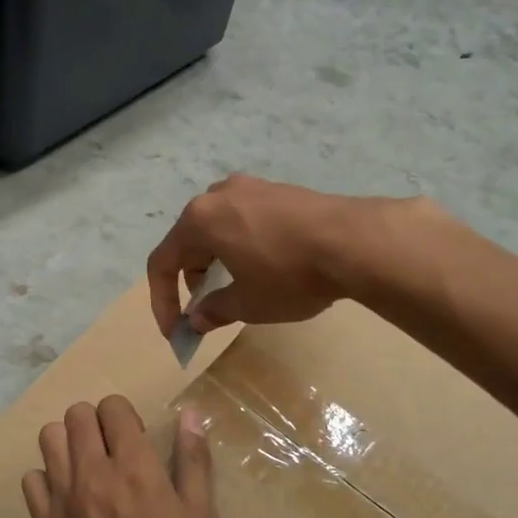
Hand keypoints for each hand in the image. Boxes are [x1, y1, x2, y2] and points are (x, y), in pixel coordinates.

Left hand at [22, 397, 226, 517]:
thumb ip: (194, 464)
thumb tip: (191, 414)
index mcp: (134, 469)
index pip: (113, 408)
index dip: (126, 416)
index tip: (139, 438)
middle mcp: (90, 476)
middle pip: (76, 416)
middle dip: (97, 423)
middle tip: (117, 451)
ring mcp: (60, 505)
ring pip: (48, 440)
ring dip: (69, 444)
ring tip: (91, 470)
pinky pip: (31, 483)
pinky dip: (48, 481)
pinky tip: (70, 502)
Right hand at [147, 175, 405, 335]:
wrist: (355, 241)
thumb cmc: (289, 275)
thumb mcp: (247, 304)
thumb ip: (214, 311)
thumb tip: (197, 319)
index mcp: (199, 220)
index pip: (162, 262)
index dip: (163, 301)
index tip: (175, 330)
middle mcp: (218, 195)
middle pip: (189, 241)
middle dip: (191, 279)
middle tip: (207, 309)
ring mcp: (250, 187)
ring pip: (218, 228)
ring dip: (216, 261)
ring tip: (237, 288)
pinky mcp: (278, 190)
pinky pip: (244, 219)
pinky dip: (241, 245)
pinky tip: (265, 266)